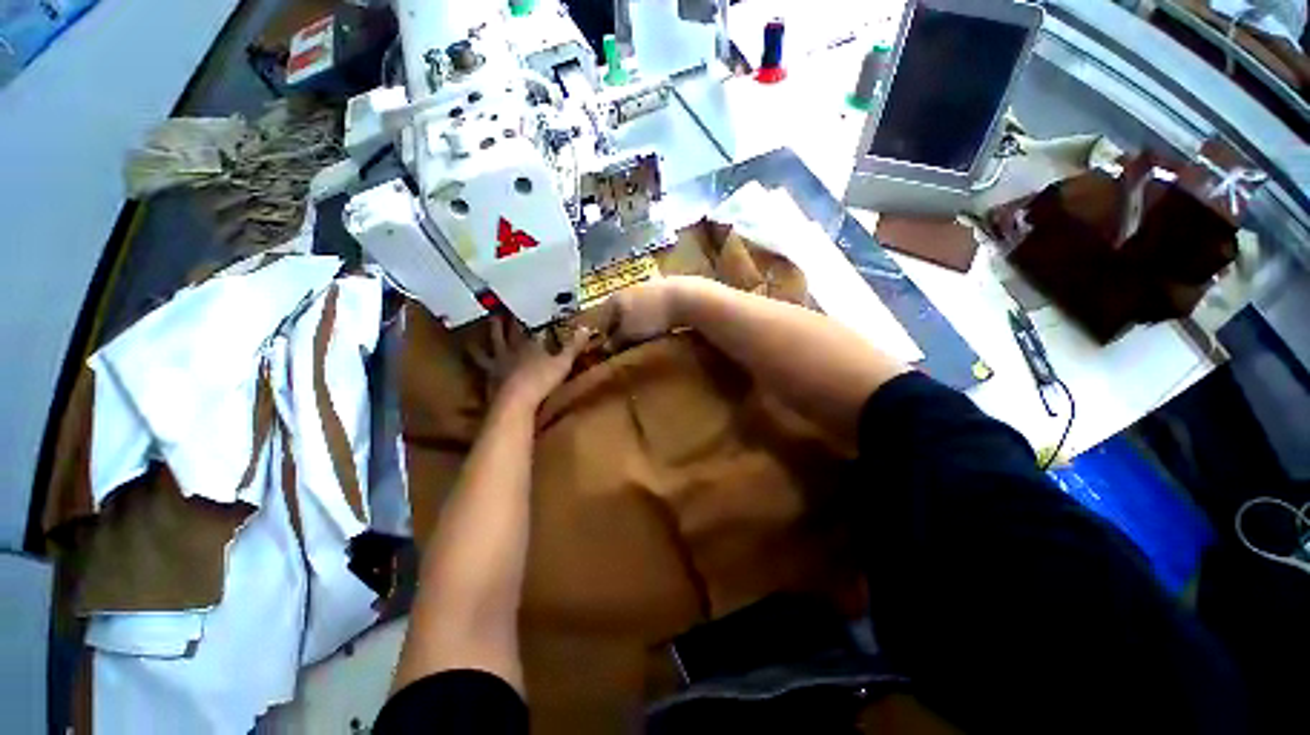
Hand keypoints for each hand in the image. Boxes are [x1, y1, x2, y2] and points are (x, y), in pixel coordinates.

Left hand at [470, 316, 592, 408]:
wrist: (515, 402)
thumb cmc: (541, 379)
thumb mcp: (563, 363)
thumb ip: (573, 346)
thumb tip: (586, 327)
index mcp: (527, 344)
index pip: (526, 327)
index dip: (524, 318)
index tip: (522, 307)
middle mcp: (509, 351)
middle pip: (502, 333)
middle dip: (500, 323)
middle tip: (494, 312)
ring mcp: (497, 365)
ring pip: (487, 349)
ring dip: (481, 343)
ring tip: (472, 337)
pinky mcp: (489, 381)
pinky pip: (482, 367)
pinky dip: (476, 363)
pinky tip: (474, 363)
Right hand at [605, 276, 700, 344]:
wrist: (685, 298)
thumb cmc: (651, 318)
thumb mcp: (630, 334)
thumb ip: (616, 341)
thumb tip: (607, 347)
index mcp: (614, 299)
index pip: (602, 321)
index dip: (605, 338)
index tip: (612, 352)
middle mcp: (627, 289)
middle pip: (619, 313)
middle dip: (622, 329)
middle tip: (628, 346)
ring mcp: (647, 286)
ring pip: (636, 309)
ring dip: (638, 322)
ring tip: (646, 337)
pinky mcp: (665, 288)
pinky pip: (653, 306)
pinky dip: (653, 316)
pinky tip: (660, 326)